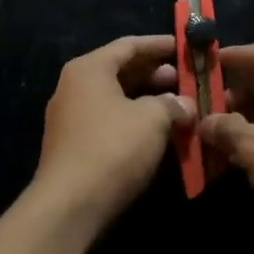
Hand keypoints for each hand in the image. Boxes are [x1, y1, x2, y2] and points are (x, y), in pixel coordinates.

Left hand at [33, 35, 194, 229]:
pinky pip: (108, 120)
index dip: (159, 45)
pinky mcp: (72, 146)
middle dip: (155, 74)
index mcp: (89, 69)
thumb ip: (172, 104)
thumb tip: (185, 104)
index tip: (184, 47)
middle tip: (184, 79)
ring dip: (146, 99)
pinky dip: (133, 120)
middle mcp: (74, 86)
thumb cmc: (112, 148)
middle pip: (120, 70)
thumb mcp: (152, 119)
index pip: (129, 45)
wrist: (68, 208)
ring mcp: (70, 117)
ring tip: (177, 106)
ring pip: (115, 98)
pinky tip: (156, 132)